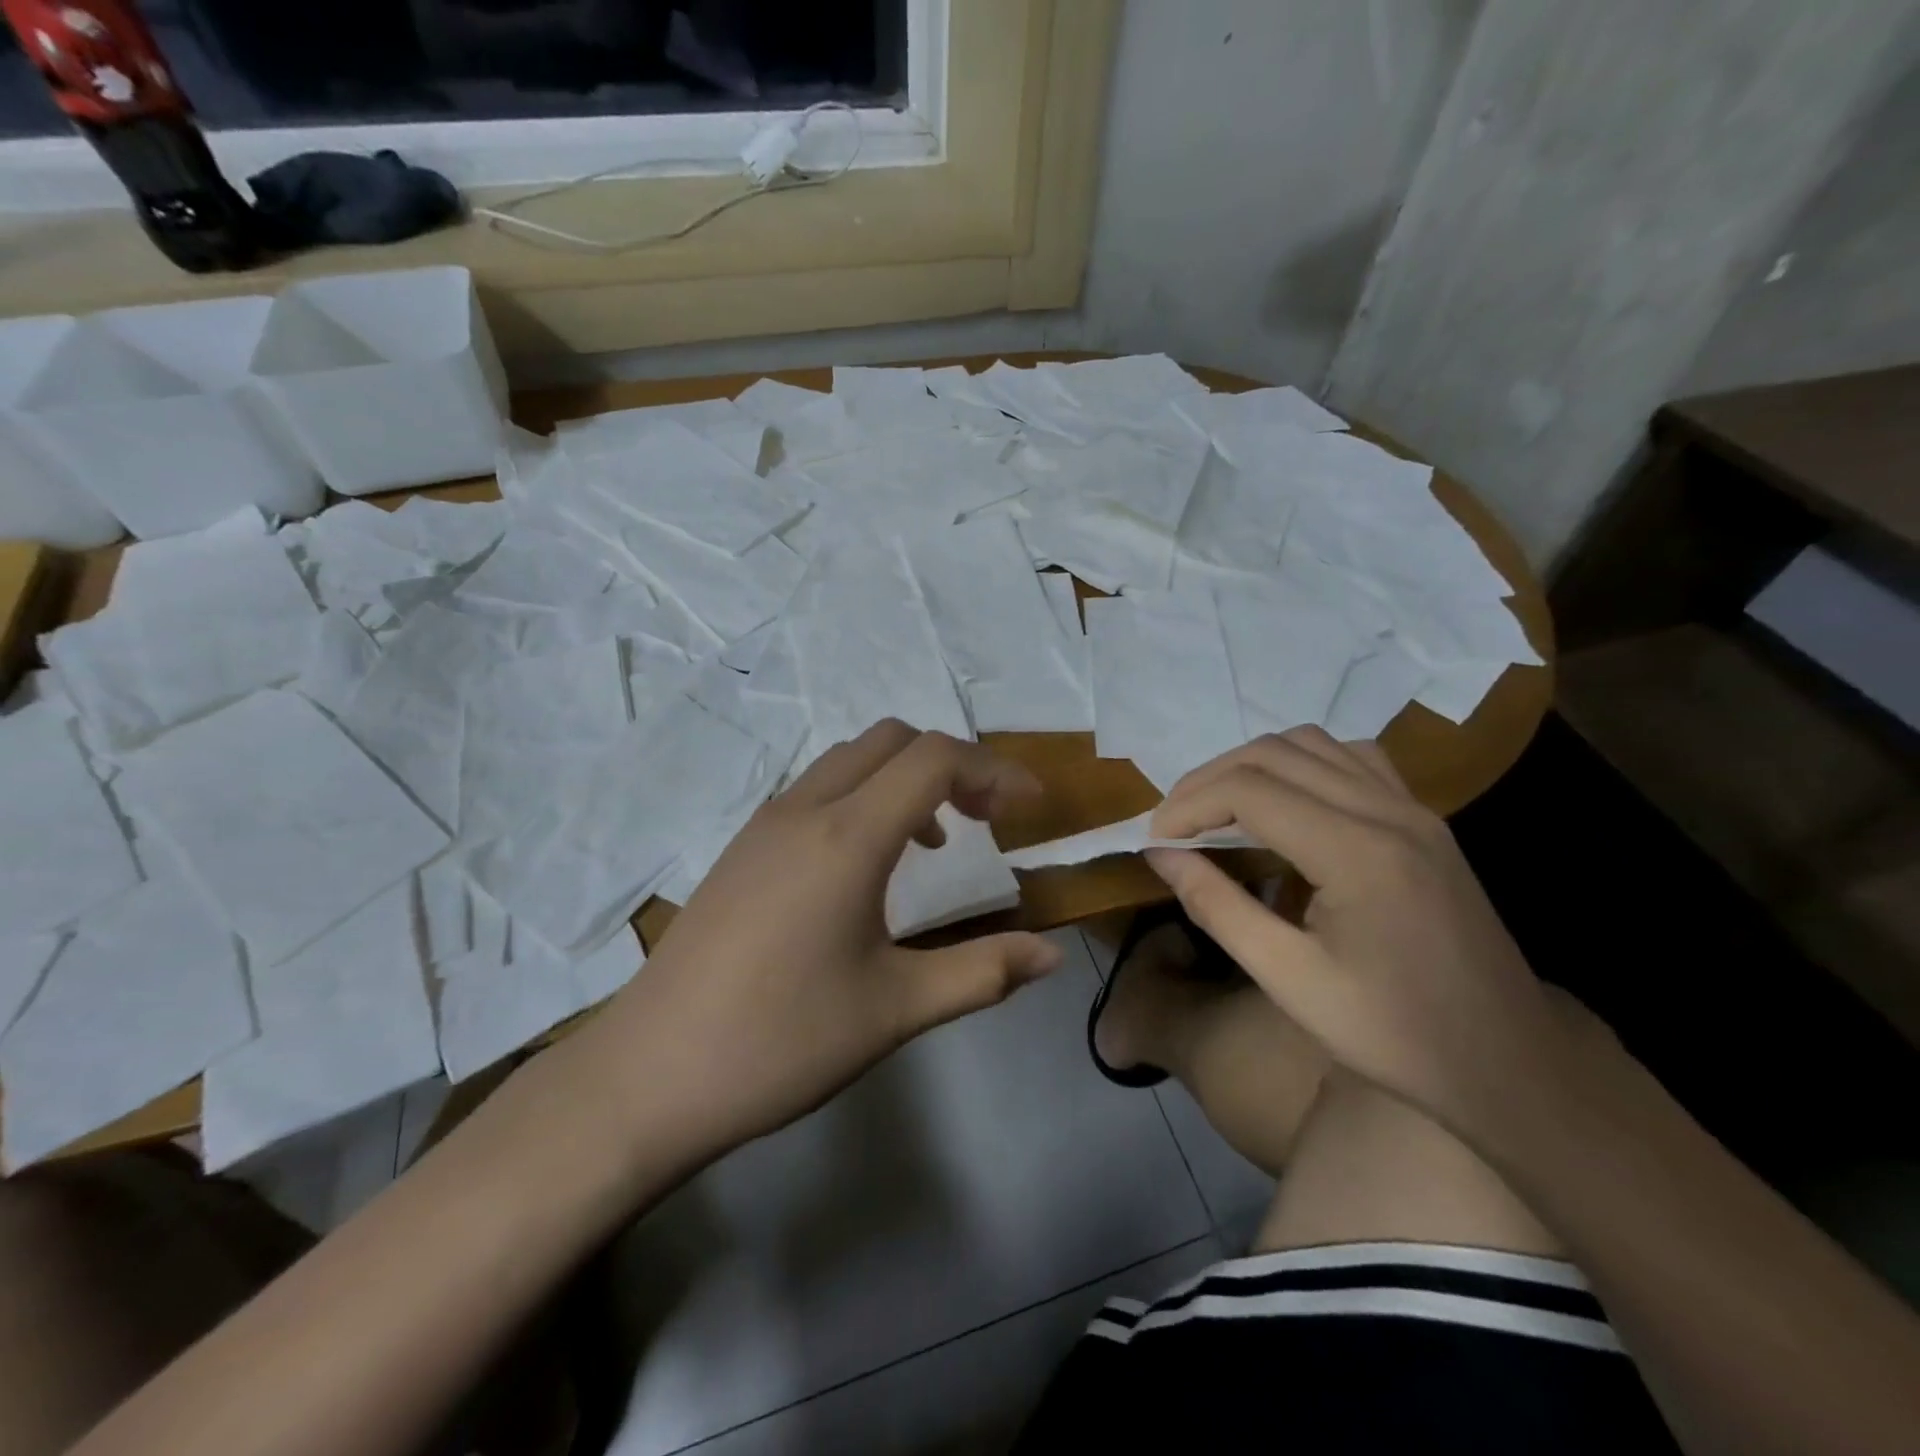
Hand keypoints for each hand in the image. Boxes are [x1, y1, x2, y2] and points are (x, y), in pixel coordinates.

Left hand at [594, 721, 1065, 1154]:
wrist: (649, 1075)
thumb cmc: (781, 1041)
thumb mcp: (895, 1010)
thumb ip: (982, 972)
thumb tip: (1051, 956)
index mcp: (847, 837)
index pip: (935, 760)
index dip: (994, 770)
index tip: (1032, 805)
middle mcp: (805, 810)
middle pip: (892, 740)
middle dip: (952, 764)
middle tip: (986, 819)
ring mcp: (766, 824)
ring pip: (850, 759)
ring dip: (904, 778)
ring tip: (936, 841)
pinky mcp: (742, 847)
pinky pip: (817, 788)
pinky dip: (864, 796)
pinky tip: (868, 866)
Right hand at [1147, 729, 1565, 1134]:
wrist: (1508, 1064)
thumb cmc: (1391, 1034)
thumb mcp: (1287, 979)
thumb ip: (1217, 906)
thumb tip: (1161, 854)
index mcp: (1357, 852)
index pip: (1249, 789)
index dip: (1188, 805)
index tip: (1154, 839)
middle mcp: (1388, 811)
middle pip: (1274, 753)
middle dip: (1209, 779)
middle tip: (1175, 824)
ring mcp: (1414, 809)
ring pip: (1313, 743)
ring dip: (1252, 764)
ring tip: (1218, 808)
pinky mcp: (1424, 820)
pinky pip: (1353, 758)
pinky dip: (1302, 763)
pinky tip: (1286, 802)